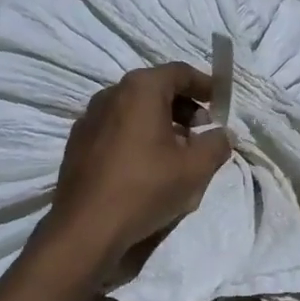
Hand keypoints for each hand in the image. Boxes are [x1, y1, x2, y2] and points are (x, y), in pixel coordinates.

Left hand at [47, 63, 232, 265]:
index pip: (179, 72)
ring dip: (159, 123)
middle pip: (155, 89)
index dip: (205, 84)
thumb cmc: (145, 188)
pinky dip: (136, 136)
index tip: (220, 102)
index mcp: (140, 89)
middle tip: (202, 129)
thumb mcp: (195, 168)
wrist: (86, 228)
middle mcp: (110, 94)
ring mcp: (89, 118)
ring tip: (177, 151)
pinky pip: (115, 129)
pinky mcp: (77, 143)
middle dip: (183, 105)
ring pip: (133, 110)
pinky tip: (147, 165)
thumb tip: (222, 134)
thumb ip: (216, 144)